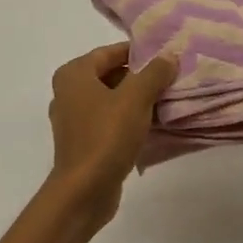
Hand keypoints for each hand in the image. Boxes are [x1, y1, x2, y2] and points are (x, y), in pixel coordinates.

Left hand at [47, 43, 177, 224]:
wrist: (84, 190)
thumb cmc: (106, 137)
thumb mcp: (135, 99)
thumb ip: (154, 73)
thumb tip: (169, 56)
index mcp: (74, 75)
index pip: (110, 52)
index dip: (139, 53)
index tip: (167, 57)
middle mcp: (69, 93)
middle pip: (111, 75)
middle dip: (141, 78)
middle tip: (173, 80)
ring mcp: (75, 120)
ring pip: (112, 101)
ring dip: (138, 101)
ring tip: (169, 102)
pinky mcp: (84, 143)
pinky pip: (110, 122)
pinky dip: (130, 121)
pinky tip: (154, 127)